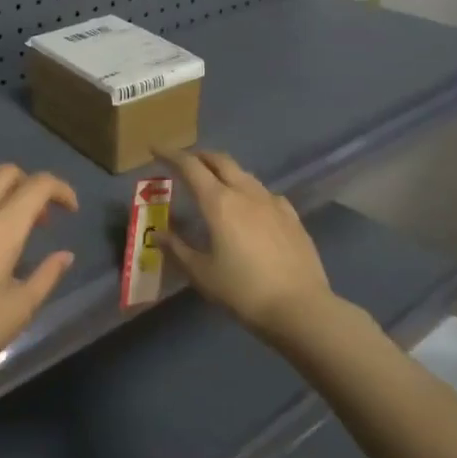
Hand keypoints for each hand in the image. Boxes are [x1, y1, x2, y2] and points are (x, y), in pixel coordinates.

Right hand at [158, 149, 331, 340]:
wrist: (300, 307)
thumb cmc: (243, 291)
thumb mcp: (202, 273)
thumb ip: (178, 249)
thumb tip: (158, 233)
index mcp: (219, 202)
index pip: (190, 167)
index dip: (171, 155)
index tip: (156, 149)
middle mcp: (245, 193)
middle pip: (220, 161)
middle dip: (200, 156)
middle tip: (185, 163)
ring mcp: (272, 202)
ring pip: (244, 174)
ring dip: (225, 171)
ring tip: (215, 184)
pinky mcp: (291, 216)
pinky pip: (264, 193)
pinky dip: (248, 191)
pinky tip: (250, 207)